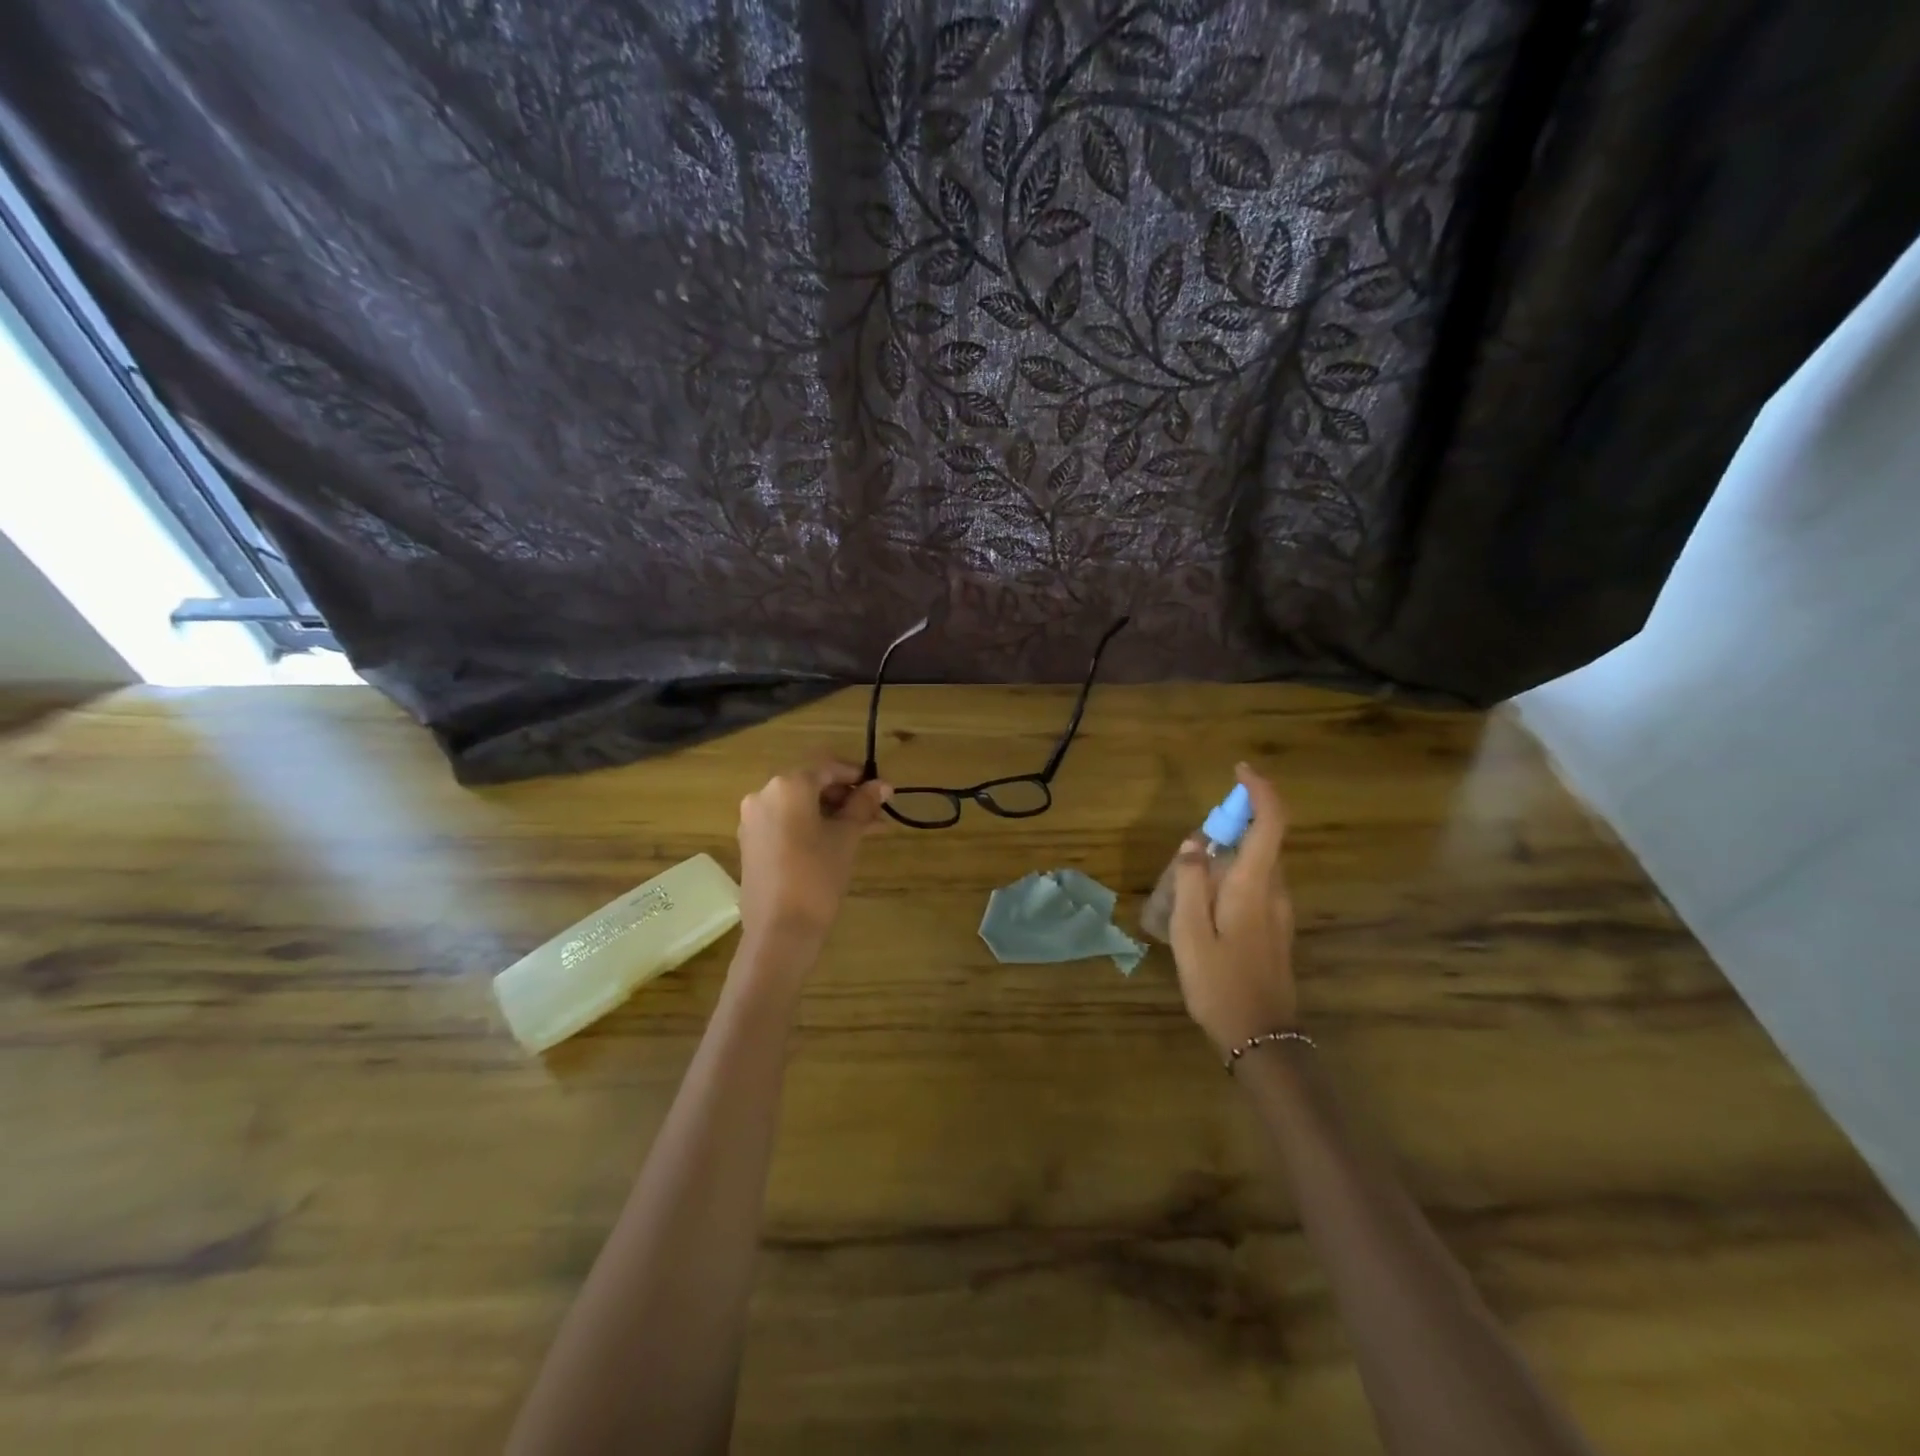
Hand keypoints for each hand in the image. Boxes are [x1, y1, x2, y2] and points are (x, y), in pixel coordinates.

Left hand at [736, 759, 890, 947]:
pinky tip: (836, 842)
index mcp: (787, 785)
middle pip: (811, 784)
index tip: (881, 790)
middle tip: (875, 813)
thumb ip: (863, 805)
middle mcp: (763, 794)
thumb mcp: (846, 837)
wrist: (779, 931)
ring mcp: (753, 819)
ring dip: (831, 813)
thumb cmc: (817, 876)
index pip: (828, 768)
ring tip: (864, 830)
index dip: (857, 776)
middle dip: (845, 796)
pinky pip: (786, 822)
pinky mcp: (751, 842)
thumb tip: (883, 785)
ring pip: (799, 805)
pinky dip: (810, 826)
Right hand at [1169, 763, 1297, 1053]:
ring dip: (1230, 853)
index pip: (1270, 823)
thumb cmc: (1220, 984)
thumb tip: (1195, 842)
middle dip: (1234, 825)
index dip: (1260, 791)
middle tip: (1191, 846)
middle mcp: (1275, 892)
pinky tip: (1204, 906)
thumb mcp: (1190, 933)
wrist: (1261, 1039)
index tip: (1239, 771)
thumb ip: (1190, 882)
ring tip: (1189, 880)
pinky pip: (1256, 885)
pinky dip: (1233, 876)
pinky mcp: (1276, 929)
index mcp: (1254, 886)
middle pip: (1264, 840)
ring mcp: (1280, 912)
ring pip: (1258, 864)